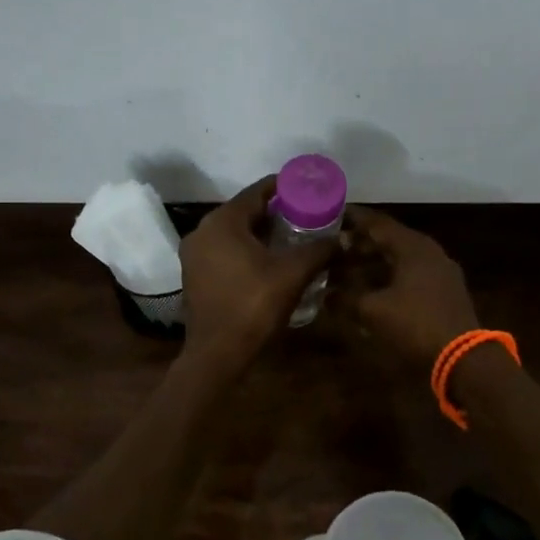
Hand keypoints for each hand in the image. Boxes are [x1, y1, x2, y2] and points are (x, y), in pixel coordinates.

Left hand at [178, 177, 333, 373]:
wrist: (218, 353)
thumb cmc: (254, 305)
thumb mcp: (293, 274)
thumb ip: (319, 250)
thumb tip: (344, 240)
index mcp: (223, 222)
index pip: (257, 191)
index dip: (284, 187)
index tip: (307, 187)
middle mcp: (203, 231)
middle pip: (244, 210)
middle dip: (275, 211)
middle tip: (305, 213)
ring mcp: (194, 254)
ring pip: (233, 232)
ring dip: (260, 232)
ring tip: (292, 236)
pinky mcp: (195, 274)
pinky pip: (224, 250)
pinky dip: (246, 249)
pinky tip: (268, 260)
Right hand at [336, 206, 479, 371]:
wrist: (462, 358)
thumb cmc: (415, 325)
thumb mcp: (372, 311)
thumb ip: (345, 299)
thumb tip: (325, 295)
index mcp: (413, 247)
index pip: (377, 223)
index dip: (353, 219)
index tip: (332, 215)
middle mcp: (429, 251)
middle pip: (390, 239)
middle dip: (361, 243)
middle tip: (334, 247)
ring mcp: (440, 271)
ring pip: (401, 258)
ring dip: (375, 262)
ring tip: (348, 269)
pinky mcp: (445, 291)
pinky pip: (411, 274)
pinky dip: (390, 276)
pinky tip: (373, 290)